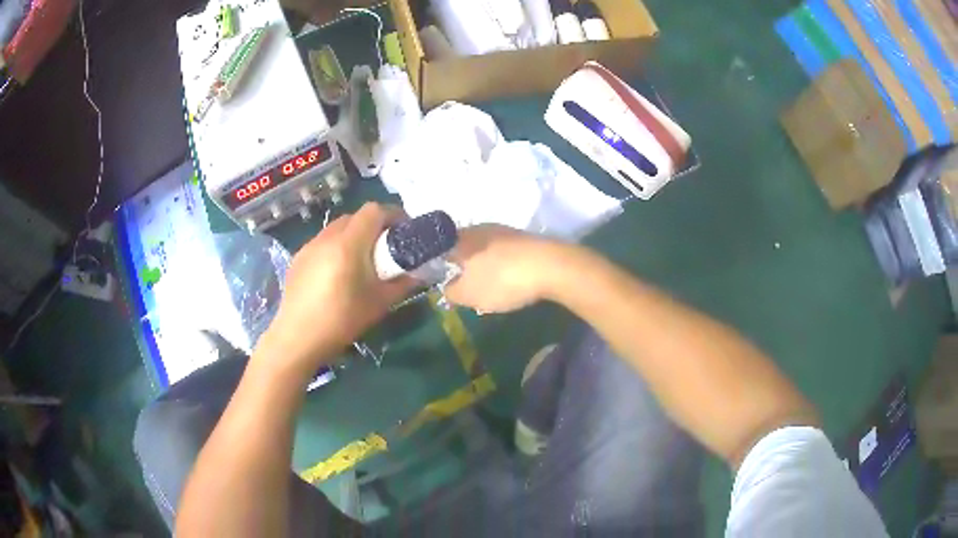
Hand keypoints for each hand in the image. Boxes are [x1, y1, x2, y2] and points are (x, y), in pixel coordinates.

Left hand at [258, 203, 414, 377]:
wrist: (298, 339)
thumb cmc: (341, 321)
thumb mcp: (378, 304)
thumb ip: (401, 284)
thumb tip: (418, 274)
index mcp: (349, 244)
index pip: (373, 211)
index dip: (392, 215)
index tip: (403, 231)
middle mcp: (327, 238)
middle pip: (355, 217)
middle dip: (373, 226)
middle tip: (384, 248)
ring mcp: (309, 246)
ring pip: (336, 228)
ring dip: (353, 236)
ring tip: (360, 261)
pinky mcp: (298, 258)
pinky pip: (322, 242)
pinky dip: (335, 247)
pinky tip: (336, 273)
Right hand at [445, 225, 564, 313]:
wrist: (551, 266)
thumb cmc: (502, 279)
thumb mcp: (469, 294)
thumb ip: (451, 291)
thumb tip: (447, 287)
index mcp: (462, 239)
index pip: (439, 247)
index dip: (436, 263)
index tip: (438, 279)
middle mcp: (480, 229)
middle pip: (463, 247)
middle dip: (461, 266)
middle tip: (462, 286)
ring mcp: (504, 231)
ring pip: (484, 249)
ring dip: (482, 266)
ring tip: (485, 287)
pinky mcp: (524, 239)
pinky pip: (504, 253)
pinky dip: (501, 265)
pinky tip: (507, 280)